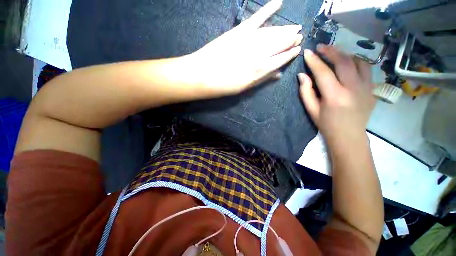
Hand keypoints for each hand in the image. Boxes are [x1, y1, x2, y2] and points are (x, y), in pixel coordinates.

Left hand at [188, 0, 301, 96]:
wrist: (202, 75)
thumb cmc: (223, 86)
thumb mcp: (244, 88)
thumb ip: (261, 80)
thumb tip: (277, 75)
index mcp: (259, 70)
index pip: (280, 60)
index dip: (290, 54)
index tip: (298, 49)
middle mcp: (258, 54)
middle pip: (279, 45)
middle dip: (290, 40)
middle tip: (299, 36)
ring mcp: (249, 41)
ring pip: (272, 33)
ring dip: (285, 29)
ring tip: (294, 27)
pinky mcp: (239, 31)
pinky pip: (256, 18)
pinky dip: (268, 9)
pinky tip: (278, 2)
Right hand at [299, 45, 375, 144]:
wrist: (349, 136)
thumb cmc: (326, 124)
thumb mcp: (311, 110)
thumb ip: (305, 92)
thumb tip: (302, 75)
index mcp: (334, 96)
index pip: (323, 72)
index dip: (314, 61)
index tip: (307, 52)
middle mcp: (353, 89)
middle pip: (343, 62)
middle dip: (331, 51)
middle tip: (321, 47)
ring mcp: (366, 88)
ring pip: (358, 62)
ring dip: (345, 54)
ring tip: (335, 53)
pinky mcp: (372, 89)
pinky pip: (366, 69)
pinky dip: (356, 62)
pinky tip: (349, 63)